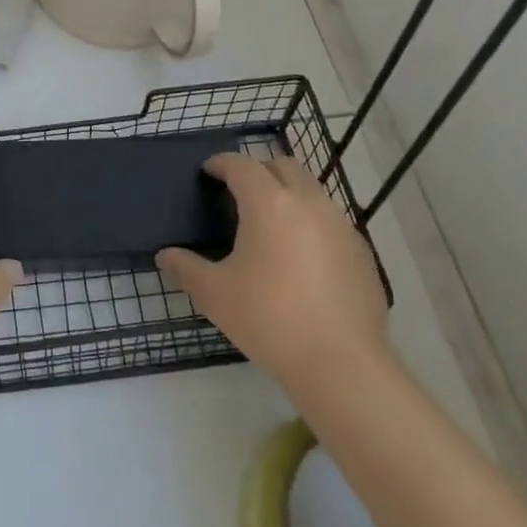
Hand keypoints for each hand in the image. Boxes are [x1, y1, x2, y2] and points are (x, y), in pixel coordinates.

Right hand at [158, 154, 390, 385]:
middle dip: (258, 170)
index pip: (241, 165)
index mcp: (269, 203)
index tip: (208, 171)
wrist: (341, 363)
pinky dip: (311, 222)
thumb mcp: (215, 295)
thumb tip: (165, 256)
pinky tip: (301, 256)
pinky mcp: (361, 251)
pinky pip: (331, 220)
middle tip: (238, 192)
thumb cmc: (269, 319)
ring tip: (270, 223)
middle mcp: (308, 202)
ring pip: (311, 190)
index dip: (221, 163)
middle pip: (282, 166)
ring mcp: (341, 225)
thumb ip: (186, 268)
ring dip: (288, 194)